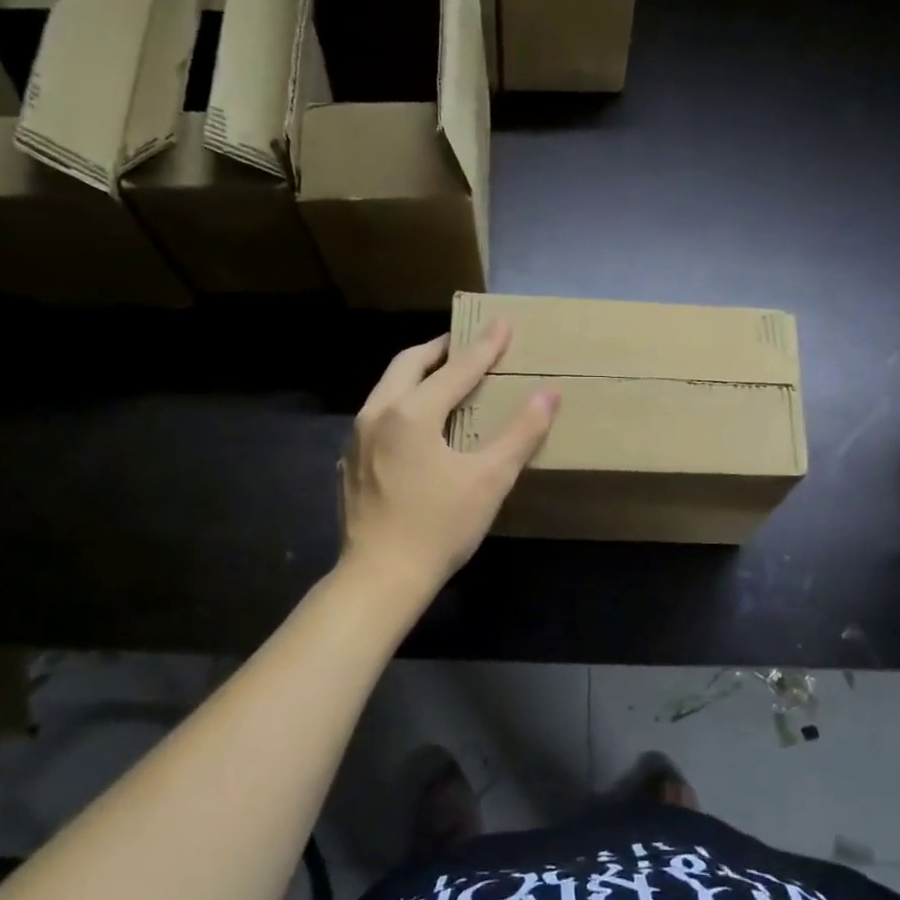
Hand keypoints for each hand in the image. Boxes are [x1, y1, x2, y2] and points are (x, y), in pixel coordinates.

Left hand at [338, 322, 558, 592]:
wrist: (380, 578)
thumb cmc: (439, 527)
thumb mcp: (489, 479)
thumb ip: (521, 433)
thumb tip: (549, 393)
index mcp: (412, 412)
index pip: (457, 369)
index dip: (485, 346)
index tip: (504, 322)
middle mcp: (377, 414)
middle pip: (408, 364)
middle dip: (439, 349)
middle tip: (464, 344)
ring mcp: (357, 438)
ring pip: (387, 388)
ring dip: (415, 375)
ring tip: (441, 378)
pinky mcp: (350, 462)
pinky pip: (377, 416)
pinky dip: (400, 404)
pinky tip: (414, 426)